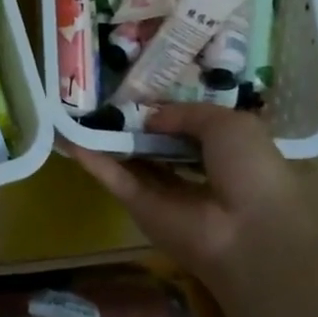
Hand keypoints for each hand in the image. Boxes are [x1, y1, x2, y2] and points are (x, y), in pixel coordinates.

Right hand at [62, 103, 317, 284]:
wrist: (247, 229)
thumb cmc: (250, 169)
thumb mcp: (227, 123)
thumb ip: (185, 113)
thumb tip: (150, 117)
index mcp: (223, 151)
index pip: (188, 126)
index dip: (166, 108)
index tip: (139, 86)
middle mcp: (192, 171)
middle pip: (155, 143)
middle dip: (133, 122)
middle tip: (101, 93)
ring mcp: (163, 192)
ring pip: (129, 159)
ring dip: (105, 138)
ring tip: (75, 109)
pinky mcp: (139, 207)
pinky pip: (114, 178)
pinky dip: (91, 159)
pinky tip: (67, 136)